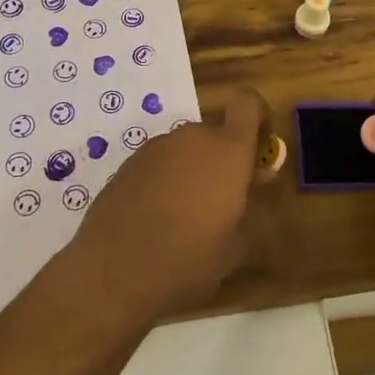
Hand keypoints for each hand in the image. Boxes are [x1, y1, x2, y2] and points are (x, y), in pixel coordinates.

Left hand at [71, 88, 270, 323]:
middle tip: (225, 196)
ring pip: (187, 148)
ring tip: (188, 214)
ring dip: (194, 169)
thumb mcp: (232, 247)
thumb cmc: (187, 261)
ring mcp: (157, 147)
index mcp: (227, 151)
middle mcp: (193, 138)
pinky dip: (166, 179)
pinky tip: (157, 218)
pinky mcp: (129, 163)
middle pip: (216, 132)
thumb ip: (244, 207)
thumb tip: (245, 189)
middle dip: (225, 156)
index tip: (262, 144)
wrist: (112, 272)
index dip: (259, 115)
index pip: (247, 103)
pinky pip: (161, 162)